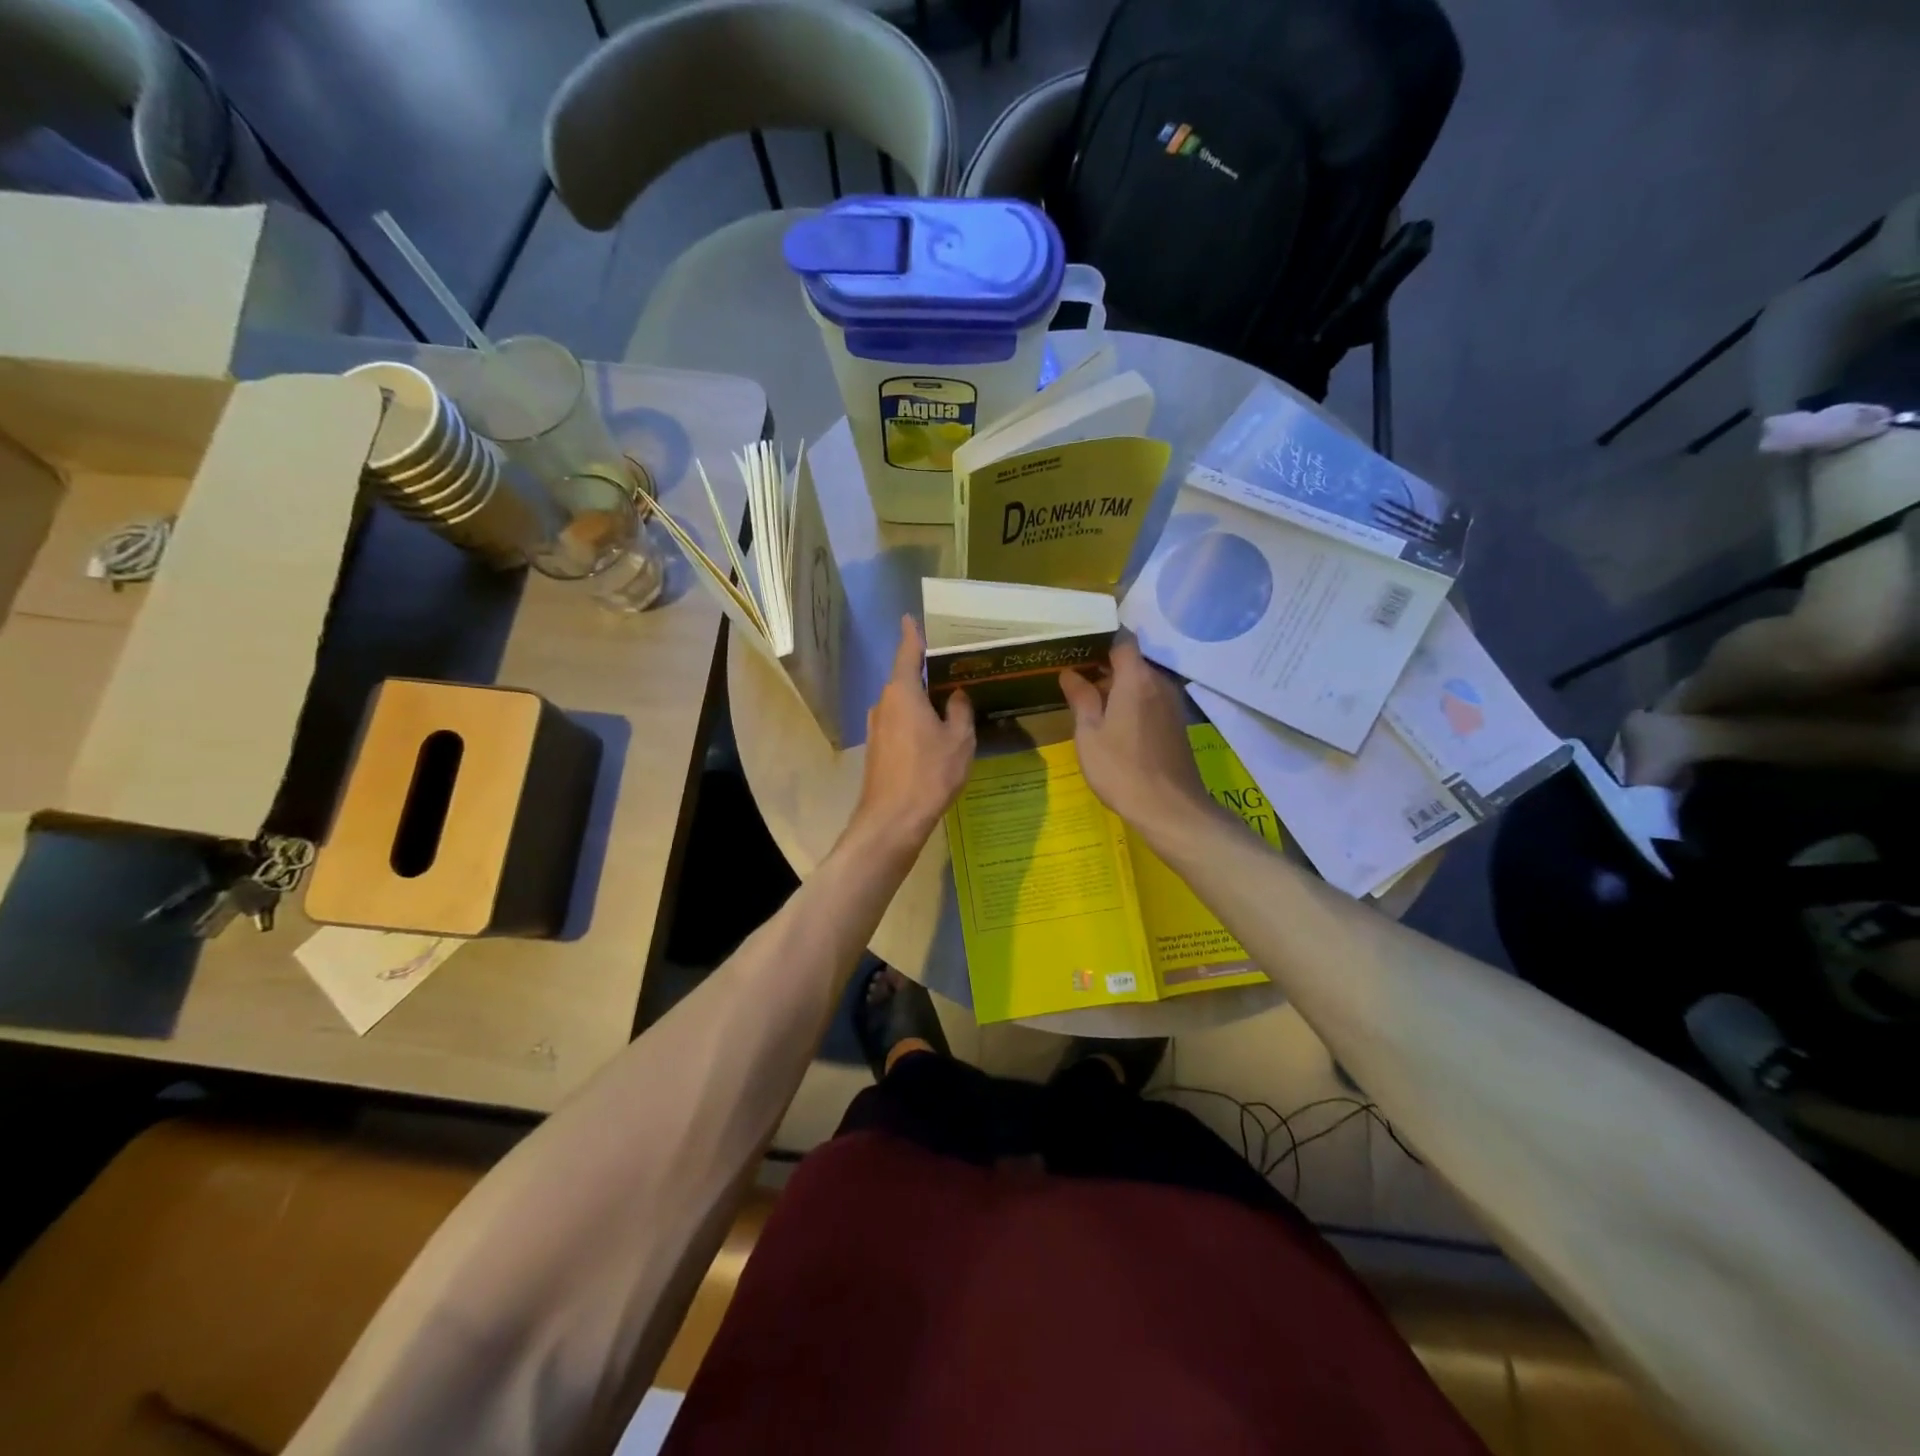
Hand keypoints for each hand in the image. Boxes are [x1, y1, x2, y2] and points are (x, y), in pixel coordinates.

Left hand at [849, 616, 975, 855]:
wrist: (892, 820)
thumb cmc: (929, 774)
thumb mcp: (959, 740)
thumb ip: (959, 711)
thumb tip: (956, 696)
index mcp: (902, 692)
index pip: (907, 652)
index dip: (912, 634)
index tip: (910, 617)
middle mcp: (884, 703)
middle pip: (906, 679)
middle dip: (927, 673)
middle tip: (954, 667)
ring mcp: (877, 727)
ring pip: (903, 704)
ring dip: (923, 701)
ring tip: (951, 702)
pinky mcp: (877, 748)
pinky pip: (900, 723)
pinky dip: (916, 721)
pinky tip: (935, 733)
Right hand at [1059, 643, 1211, 833]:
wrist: (1169, 809)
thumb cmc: (1121, 769)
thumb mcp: (1089, 733)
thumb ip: (1081, 698)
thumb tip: (1070, 673)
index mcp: (1136, 679)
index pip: (1123, 640)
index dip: (1101, 639)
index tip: (1077, 647)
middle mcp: (1159, 683)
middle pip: (1132, 662)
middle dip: (1104, 666)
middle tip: (1074, 678)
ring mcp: (1172, 704)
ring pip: (1141, 682)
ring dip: (1118, 687)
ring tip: (1089, 702)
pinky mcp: (1176, 723)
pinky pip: (1150, 700)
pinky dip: (1132, 702)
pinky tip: (1112, 723)